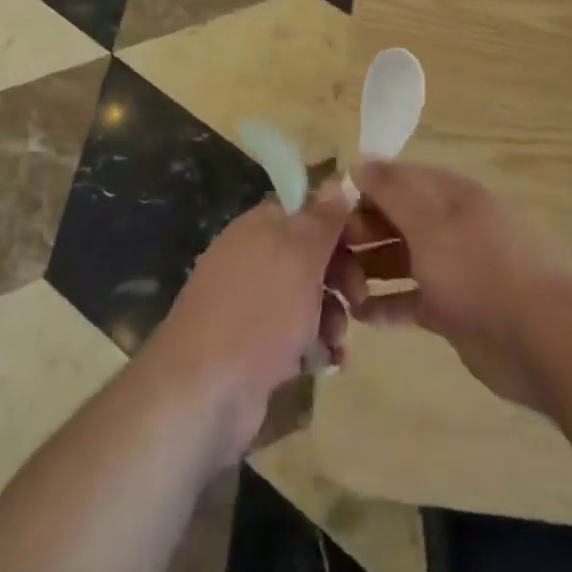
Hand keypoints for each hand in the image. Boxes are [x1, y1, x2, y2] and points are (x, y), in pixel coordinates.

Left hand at [149, 182, 365, 462]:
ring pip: (306, 296)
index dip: (339, 224)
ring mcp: (250, 303)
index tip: (368, 246)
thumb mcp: (300, 256)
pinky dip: (314, 344)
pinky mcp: (252, 345)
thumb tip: (338, 179)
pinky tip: (327, 361)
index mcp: (260, 227)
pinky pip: (294, 334)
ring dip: (331, 314)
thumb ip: (322, 219)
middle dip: (341, 275)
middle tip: (358, 299)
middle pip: (309, 254)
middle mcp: (252, 257)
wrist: (203, 392)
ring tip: (337, 339)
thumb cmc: (259, 311)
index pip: (307, 210)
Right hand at [346, 160, 571, 414]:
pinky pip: (411, 299)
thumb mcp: (429, 222)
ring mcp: (451, 267)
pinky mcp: (452, 308)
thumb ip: (392, 190)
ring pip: (399, 259)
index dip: (361, 191)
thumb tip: (358, 161)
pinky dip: (388, 305)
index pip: (396, 179)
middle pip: (394, 219)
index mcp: (448, 195)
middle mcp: (448, 225)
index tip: (326, 213)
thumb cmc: (477, 269)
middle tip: (328, 257)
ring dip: (369, 271)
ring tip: (339, 289)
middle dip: (360, 233)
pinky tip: (363, 317)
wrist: (538, 338)